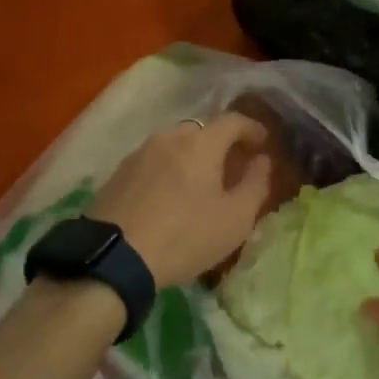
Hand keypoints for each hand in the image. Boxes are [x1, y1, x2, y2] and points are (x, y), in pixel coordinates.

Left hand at [89, 114, 273, 286]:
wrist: (114, 258)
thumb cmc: (185, 236)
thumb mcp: (235, 219)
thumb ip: (256, 184)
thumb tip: (262, 160)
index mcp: (201, 143)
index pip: (233, 121)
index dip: (252, 129)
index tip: (263, 143)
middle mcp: (169, 137)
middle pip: (203, 131)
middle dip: (222, 144)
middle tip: (233, 167)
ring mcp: (140, 153)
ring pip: (175, 145)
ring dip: (193, 157)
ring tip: (200, 183)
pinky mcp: (119, 172)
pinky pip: (154, 161)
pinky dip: (170, 169)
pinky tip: (170, 195)